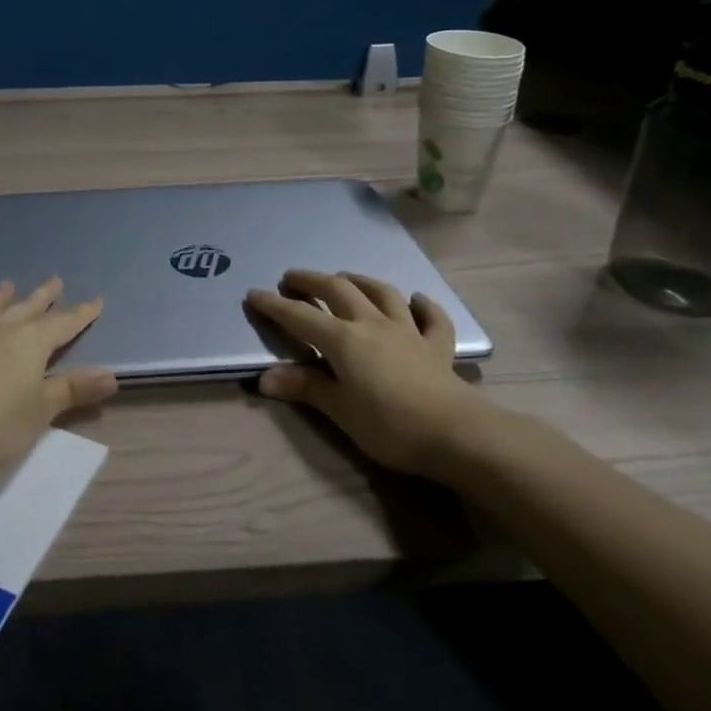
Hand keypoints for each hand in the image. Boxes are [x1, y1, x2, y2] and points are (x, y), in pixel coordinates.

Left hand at [0, 278, 118, 491]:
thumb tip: (112, 375)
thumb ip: (73, 390)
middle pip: (27, 308)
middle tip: (55, 280)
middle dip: (44, 296)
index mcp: (30, 342)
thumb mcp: (40, 413)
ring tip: (8, 285)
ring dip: (3, 298)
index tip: (96, 301)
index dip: (81, 314)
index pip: (63, 322)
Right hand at [246, 269, 503, 481]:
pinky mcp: (437, 346)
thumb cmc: (389, 425)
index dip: (274, 305)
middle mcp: (372, 324)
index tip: (254, 294)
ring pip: (382, 293)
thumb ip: (305, 388)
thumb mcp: (340, 411)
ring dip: (360, 281)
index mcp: (343, 339)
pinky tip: (417, 300)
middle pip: (338, 291)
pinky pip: (431, 318)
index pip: (300, 317)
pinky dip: (423, 306)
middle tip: (293, 278)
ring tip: (346, 277)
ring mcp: (407, 331)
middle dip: (311, 281)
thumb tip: (265, 378)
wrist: (456, 433)